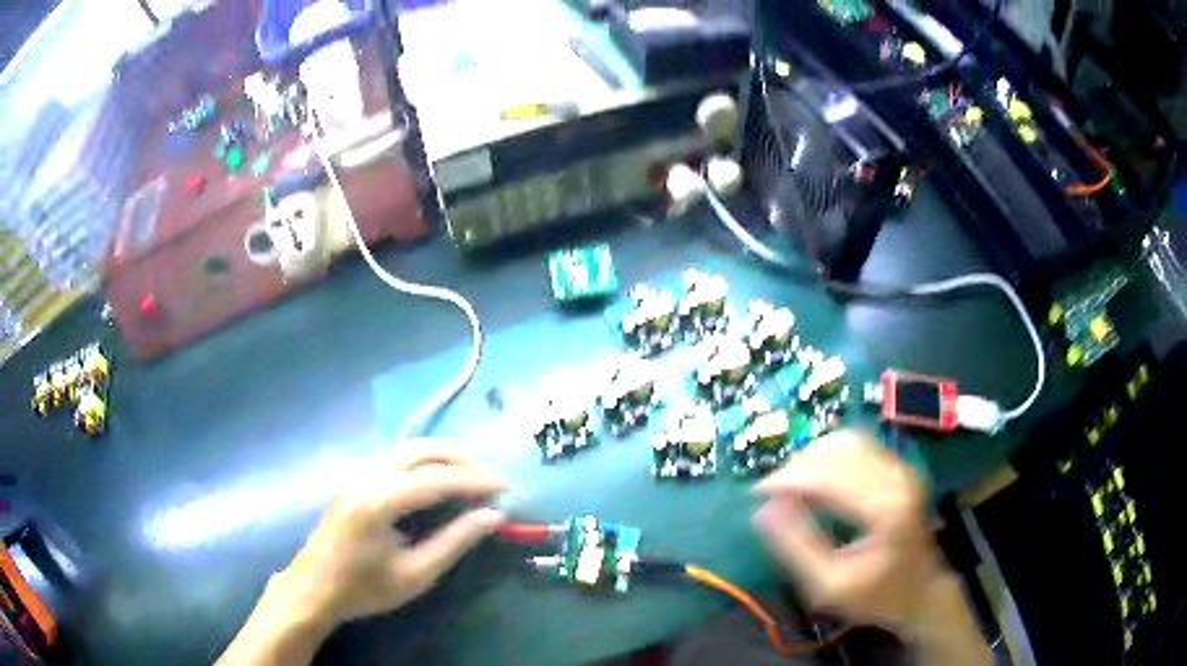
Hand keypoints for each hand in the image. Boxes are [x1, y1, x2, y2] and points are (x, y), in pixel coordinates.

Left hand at [274, 449, 506, 626]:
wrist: (314, 588)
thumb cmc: (364, 589)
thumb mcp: (416, 574)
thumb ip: (455, 542)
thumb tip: (494, 516)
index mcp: (379, 500)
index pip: (437, 478)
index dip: (476, 481)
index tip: (507, 489)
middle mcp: (368, 476)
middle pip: (422, 449)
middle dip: (462, 459)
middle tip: (492, 480)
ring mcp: (359, 474)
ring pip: (408, 448)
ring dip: (444, 457)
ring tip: (472, 477)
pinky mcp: (357, 480)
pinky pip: (397, 457)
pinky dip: (426, 461)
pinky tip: (439, 480)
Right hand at [751, 431, 936, 631]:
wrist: (921, 592)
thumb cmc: (876, 596)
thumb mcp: (829, 585)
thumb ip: (796, 547)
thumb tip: (762, 511)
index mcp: (884, 506)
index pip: (827, 474)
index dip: (787, 479)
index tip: (755, 495)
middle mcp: (896, 477)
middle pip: (836, 450)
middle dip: (797, 467)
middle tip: (771, 495)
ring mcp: (901, 469)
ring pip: (847, 440)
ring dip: (813, 457)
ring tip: (791, 485)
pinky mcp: (899, 469)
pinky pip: (859, 445)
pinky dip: (830, 455)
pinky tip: (816, 478)